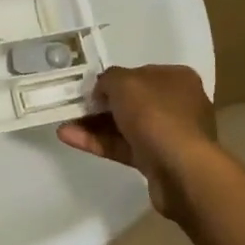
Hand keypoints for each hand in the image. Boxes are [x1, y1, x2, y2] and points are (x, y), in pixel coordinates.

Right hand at [57, 65, 215, 218]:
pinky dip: (98, 142)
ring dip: (94, 124)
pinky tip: (69, 138)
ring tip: (63, 124)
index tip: (89, 87)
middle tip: (73, 106)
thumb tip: (102, 90)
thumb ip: (108, 79)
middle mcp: (176, 105)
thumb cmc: (156, 115)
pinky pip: (123, 147)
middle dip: (99, 104)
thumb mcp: (125, 82)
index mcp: (176, 79)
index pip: (139, 74)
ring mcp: (167, 135)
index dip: (113, 80)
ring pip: (124, 126)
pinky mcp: (156, 161)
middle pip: (131, 101)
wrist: (181, 170)